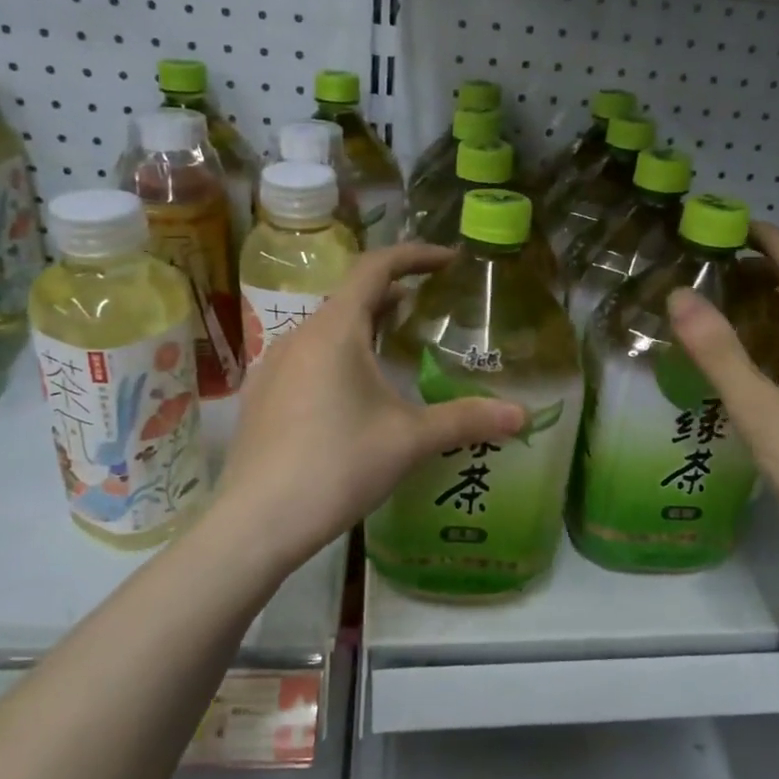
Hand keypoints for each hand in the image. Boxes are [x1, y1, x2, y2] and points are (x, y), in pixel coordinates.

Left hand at [212, 243, 525, 573]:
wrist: (256, 523)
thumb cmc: (338, 466)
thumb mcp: (409, 440)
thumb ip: (466, 419)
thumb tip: (522, 415)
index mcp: (335, 330)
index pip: (376, 267)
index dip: (415, 255)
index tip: (449, 260)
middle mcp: (299, 336)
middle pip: (351, 297)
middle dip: (393, 296)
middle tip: (431, 310)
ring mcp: (273, 366)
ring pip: (327, 330)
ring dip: (364, 328)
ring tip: (397, 349)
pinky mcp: (262, 397)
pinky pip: (307, 359)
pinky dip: (339, 356)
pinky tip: (354, 395)